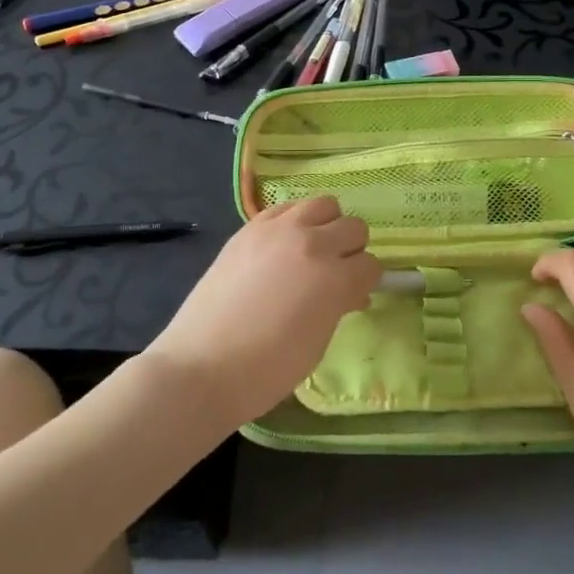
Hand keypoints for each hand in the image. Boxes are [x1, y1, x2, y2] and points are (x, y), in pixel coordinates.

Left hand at [148, 197, 380, 428]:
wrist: (202, 366)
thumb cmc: (267, 369)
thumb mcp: (317, 343)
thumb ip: (338, 306)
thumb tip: (351, 293)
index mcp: (334, 277)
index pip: (371, 265)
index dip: (365, 282)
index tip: (354, 294)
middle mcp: (312, 243)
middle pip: (353, 227)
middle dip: (351, 250)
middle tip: (336, 272)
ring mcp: (278, 230)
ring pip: (324, 204)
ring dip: (326, 225)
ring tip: (312, 251)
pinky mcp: (250, 228)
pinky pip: (285, 208)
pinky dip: (293, 221)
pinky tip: (282, 246)